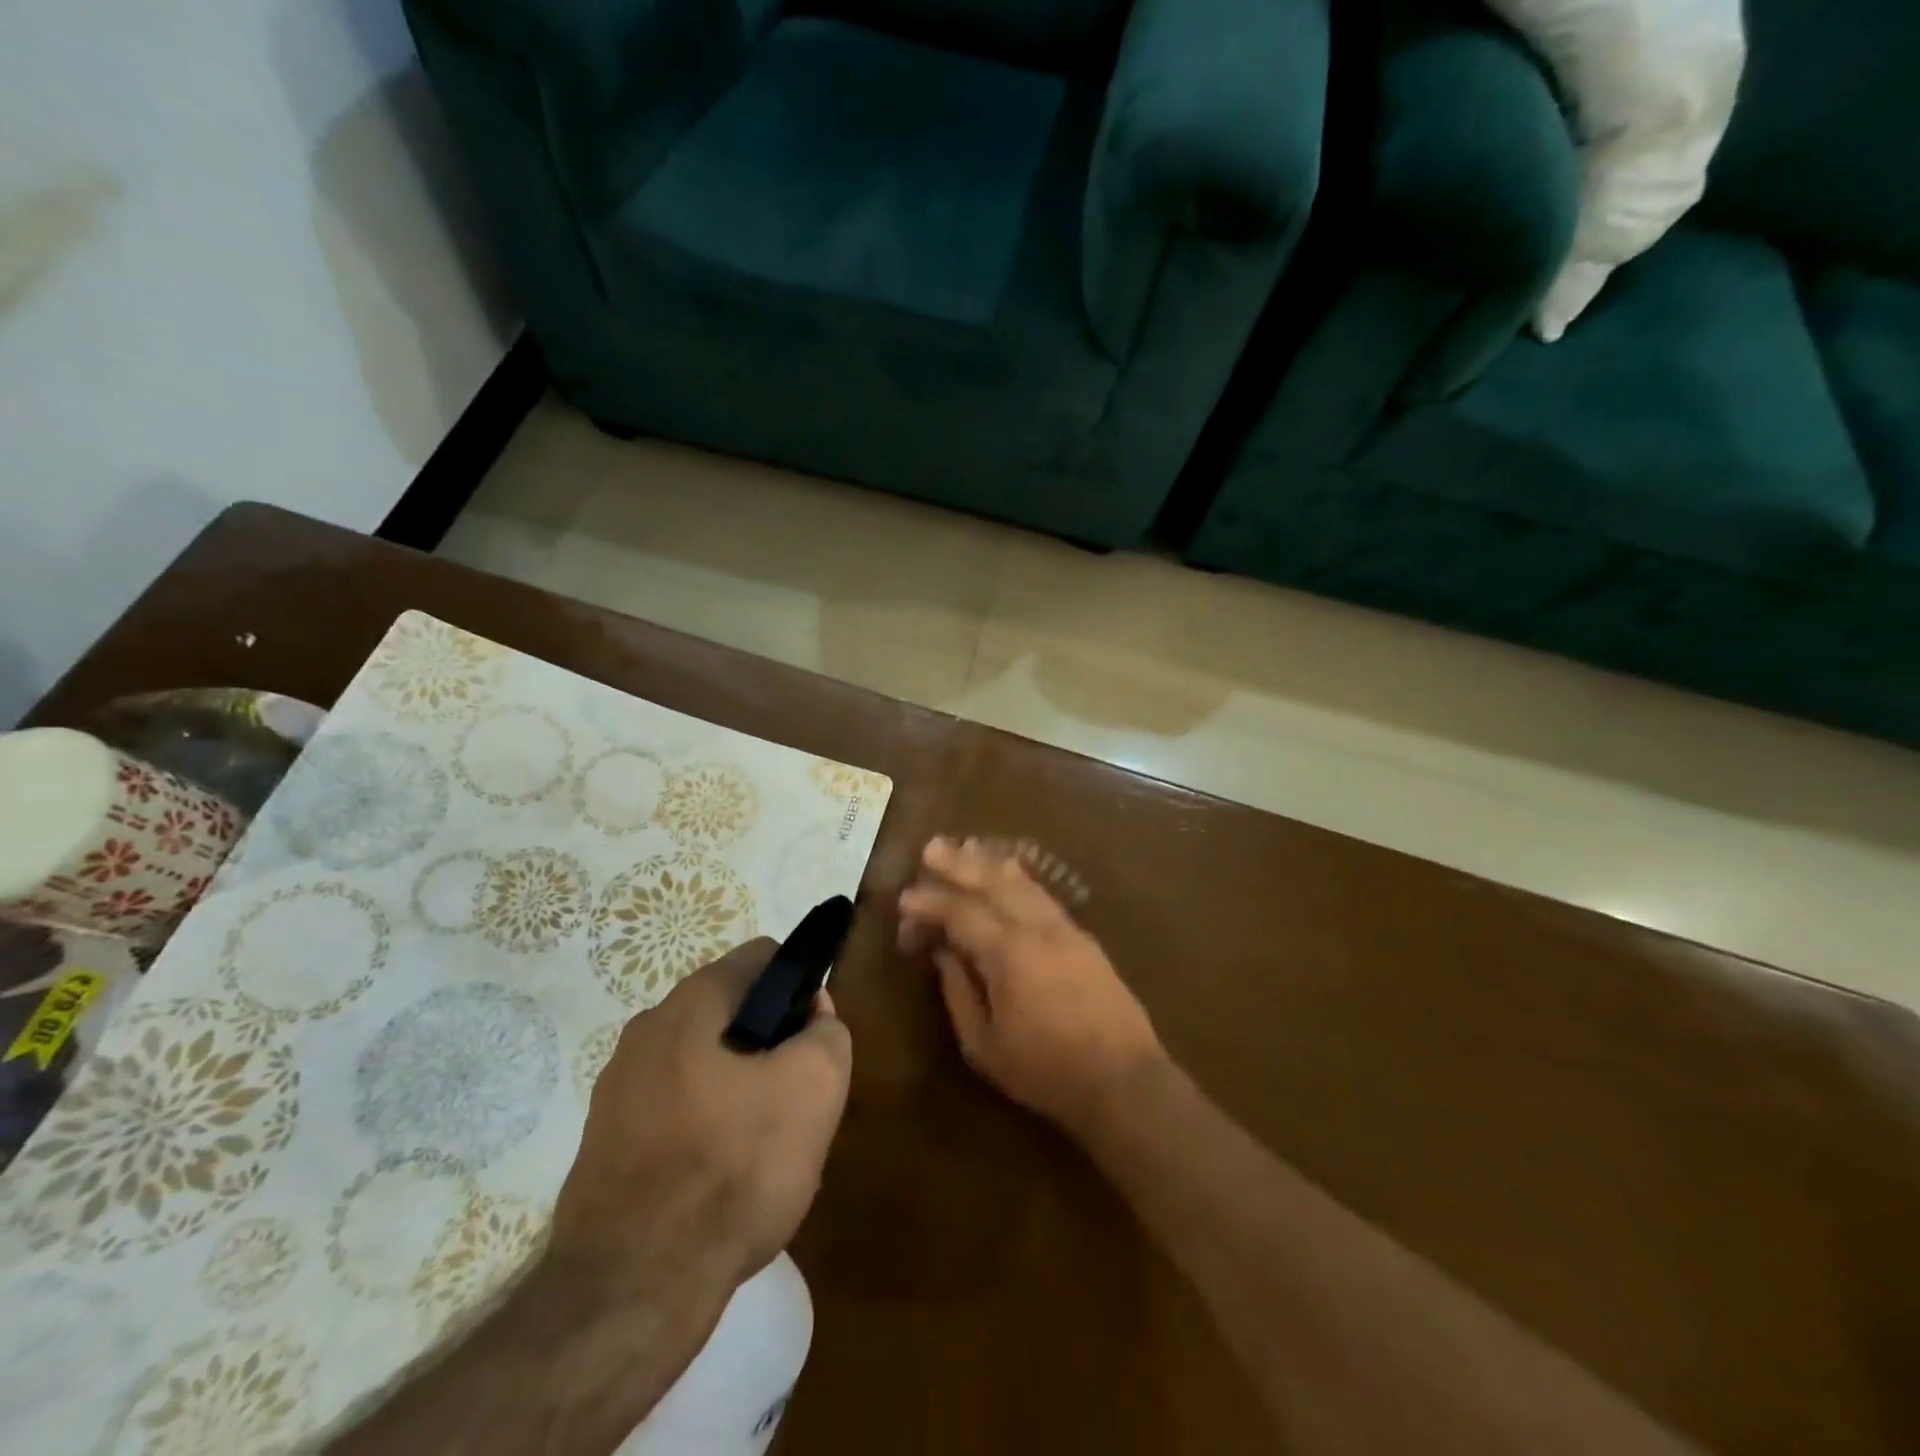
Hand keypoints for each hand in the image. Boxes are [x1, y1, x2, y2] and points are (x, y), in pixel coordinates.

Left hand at [549, 940, 851, 1296]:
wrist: (632, 1291)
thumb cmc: (734, 1168)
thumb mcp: (815, 1087)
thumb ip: (827, 1031)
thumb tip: (810, 1015)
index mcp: (690, 1004)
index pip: (762, 957)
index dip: (801, 987)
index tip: (814, 1039)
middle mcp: (645, 1032)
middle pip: (731, 1012)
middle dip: (770, 1043)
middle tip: (794, 1099)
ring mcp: (617, 1089)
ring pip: (704, 1064)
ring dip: (739, 1088)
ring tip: (762, 1147)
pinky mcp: (605, 1144)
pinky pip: (674, 1111)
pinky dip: (704, 1128)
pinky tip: (721, 1180)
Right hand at [897, 837, 1164, 1137]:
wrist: (1123, 1079)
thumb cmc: (1046, 1071)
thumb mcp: (985, 1046)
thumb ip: (959, 994)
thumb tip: (945, 955)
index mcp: (1008, 954)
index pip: (961, 913)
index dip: (930, 903)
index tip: (905, 898)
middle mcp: (1037, 928)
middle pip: (993, 883)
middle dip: (959, 864)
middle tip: (932, 847)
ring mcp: (1064, 929)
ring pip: (1022, 883)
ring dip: (990, 864)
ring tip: (967, 847)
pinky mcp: (1082, 937)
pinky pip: (1042, 896)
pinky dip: (1020, 879)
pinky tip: (1010, 874)